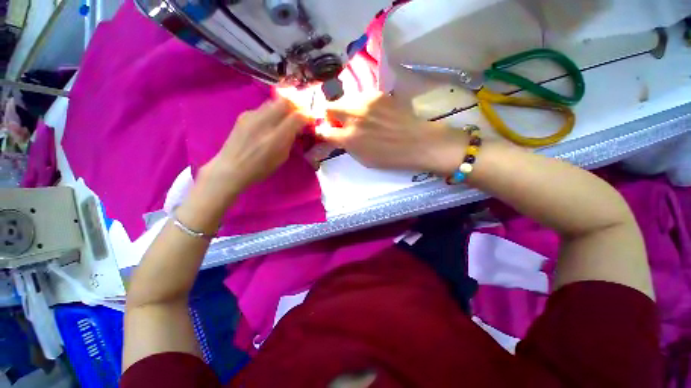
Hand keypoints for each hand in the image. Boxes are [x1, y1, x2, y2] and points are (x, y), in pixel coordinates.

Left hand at [202, 99, 307, 196]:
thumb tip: (297, 127)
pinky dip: (272, 112)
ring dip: (284, 107)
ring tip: (286, 117)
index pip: (297, 116)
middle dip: (296, 105)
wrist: (230, 168)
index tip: (310, 119)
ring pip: (274, 102)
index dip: (307, 115)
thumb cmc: (260, 168)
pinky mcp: (244, 115)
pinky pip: (263, 108)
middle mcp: (264, 122)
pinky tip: (270, 122)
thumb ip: (290, 139)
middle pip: (285, 101)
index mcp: (277, 137)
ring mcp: (252, 116)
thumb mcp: (282, 157)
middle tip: (300, 113)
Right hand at [323, 93, 466, 174]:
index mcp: (349, 138)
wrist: (416, 141)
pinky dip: (359, 104)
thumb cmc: (389, 157)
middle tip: (340, 122)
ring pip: (343, 99)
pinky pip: (359, 96)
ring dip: (345, 109)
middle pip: (328, 107)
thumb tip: (337, 136)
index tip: (327, 133)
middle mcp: (353, 117)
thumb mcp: (363, 159)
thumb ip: (346, 145)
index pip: (323, 131)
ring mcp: (364, 102)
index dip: (323, 132)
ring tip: (356, 117)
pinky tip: (370, 112)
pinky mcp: (376, 94)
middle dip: (330, 116)